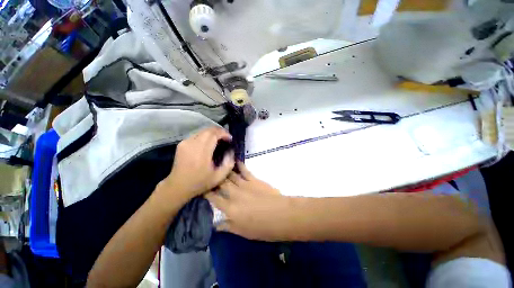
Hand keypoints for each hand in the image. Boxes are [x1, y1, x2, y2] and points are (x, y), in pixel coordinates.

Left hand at [159, 126, 234, 200]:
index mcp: (201, 152)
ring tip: (219, 140)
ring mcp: (185, 142)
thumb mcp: (219, 177)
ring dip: (213, 133)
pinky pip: (197, 135)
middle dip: (220, 131)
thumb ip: (228, 163)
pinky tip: (209, 143)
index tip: (230, 139)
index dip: (224, 133)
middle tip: (226, 138)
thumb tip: (231, 151)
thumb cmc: (199, 182)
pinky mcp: (182, 143)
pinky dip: (206, 136)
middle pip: (208, 130)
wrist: (177, 186)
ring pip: (202, 131)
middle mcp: (192, 144)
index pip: (214, 134)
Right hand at [206, 162, 293, 240]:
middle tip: (208, 172)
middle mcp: (234, 194)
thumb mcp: (242, 231)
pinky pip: (244, 170)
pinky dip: (239, 165)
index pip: (213, 198)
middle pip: (220, 183)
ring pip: (230, 175)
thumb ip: (228, 226)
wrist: (280, 215)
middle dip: (213, 178)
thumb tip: (215, 226)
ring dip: (224, 169)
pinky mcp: (253, 179)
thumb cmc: (261, 227)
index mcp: (229, 208)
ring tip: (218, 163)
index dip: (206, 192)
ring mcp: (244, 184)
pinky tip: (235, 160)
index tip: (201, 187)